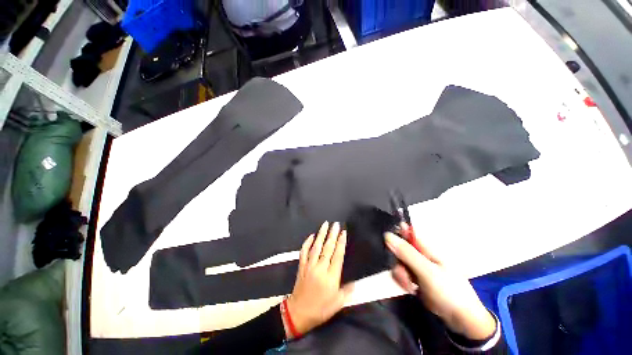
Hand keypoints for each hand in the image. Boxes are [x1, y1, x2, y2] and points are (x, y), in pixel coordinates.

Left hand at [283, 221, 352, 338]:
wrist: (298, 313)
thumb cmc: (320, 309)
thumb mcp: (337, 303)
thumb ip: (347, 291)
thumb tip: (355, 282)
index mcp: (331, 277)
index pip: (337, 255)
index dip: (341, 243)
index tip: (343, 232)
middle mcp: (320, 268)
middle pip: (327, 248)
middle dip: (332, 234)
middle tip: (335, 224)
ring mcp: (309, 266)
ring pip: (316, 246)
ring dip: (321, 234)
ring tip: (325, 224)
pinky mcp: (302, 266)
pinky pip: (304, 252)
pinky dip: (307, 243)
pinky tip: (311, 236)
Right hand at [384, 224, 495, 339]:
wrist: (461, 320)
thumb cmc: (449, 292)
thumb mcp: (427, 272)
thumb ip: (407, 254)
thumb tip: (387, 235)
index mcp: (428, 248)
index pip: (409, 232)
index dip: (397, 232)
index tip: (388, 242)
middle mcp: (422, 255)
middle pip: (400, 248)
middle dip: (398, 260)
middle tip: (404, 272)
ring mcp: (418, 267)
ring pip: (399, 262)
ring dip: (400, 273)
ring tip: (410, 285)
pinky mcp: (415, 278)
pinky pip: (401, 273)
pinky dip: (403, 281)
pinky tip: (410, 289)